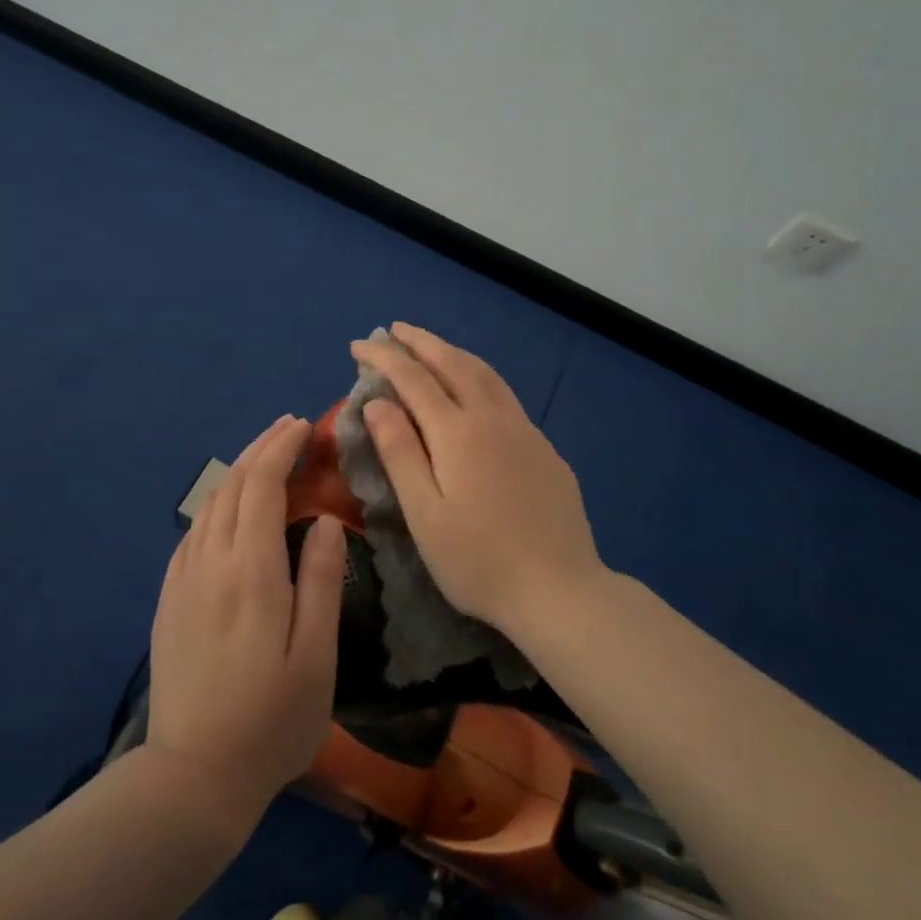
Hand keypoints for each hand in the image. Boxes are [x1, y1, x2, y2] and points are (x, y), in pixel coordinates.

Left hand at [147, 415, 346, 827]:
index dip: (281, 448)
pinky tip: (228, 508)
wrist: (192, 777)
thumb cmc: (270, 720)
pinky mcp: (169, 599)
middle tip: (288, 427)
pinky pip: (193, 532)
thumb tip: (329, 521)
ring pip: (209, 504)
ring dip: (237, 471)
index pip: (262, 485)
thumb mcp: (315, 656)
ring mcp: (183, 580)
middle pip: (232, 485)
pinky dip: (215, 503)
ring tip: (264, 457)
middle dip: (261, 448)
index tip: (304, 426)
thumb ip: (322, 582)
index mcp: (251, 570)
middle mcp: (210, 562)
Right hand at [352, 324, 603, 639]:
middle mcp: (493, 418)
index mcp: (458, 432)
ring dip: (452, 352)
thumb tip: (377, 402)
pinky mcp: (545, 447)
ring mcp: (525, 430)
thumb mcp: (425, 513)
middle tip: (394, 330)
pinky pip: (505, 394)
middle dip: (420, 342)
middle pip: (453, 363)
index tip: (359, 344)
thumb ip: (400, 452)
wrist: (560, 590)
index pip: (413, 379)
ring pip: (485, 373)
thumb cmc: (478, 561)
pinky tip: (475, 388)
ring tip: (430, 346)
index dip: (384, 357)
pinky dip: (479, 376)